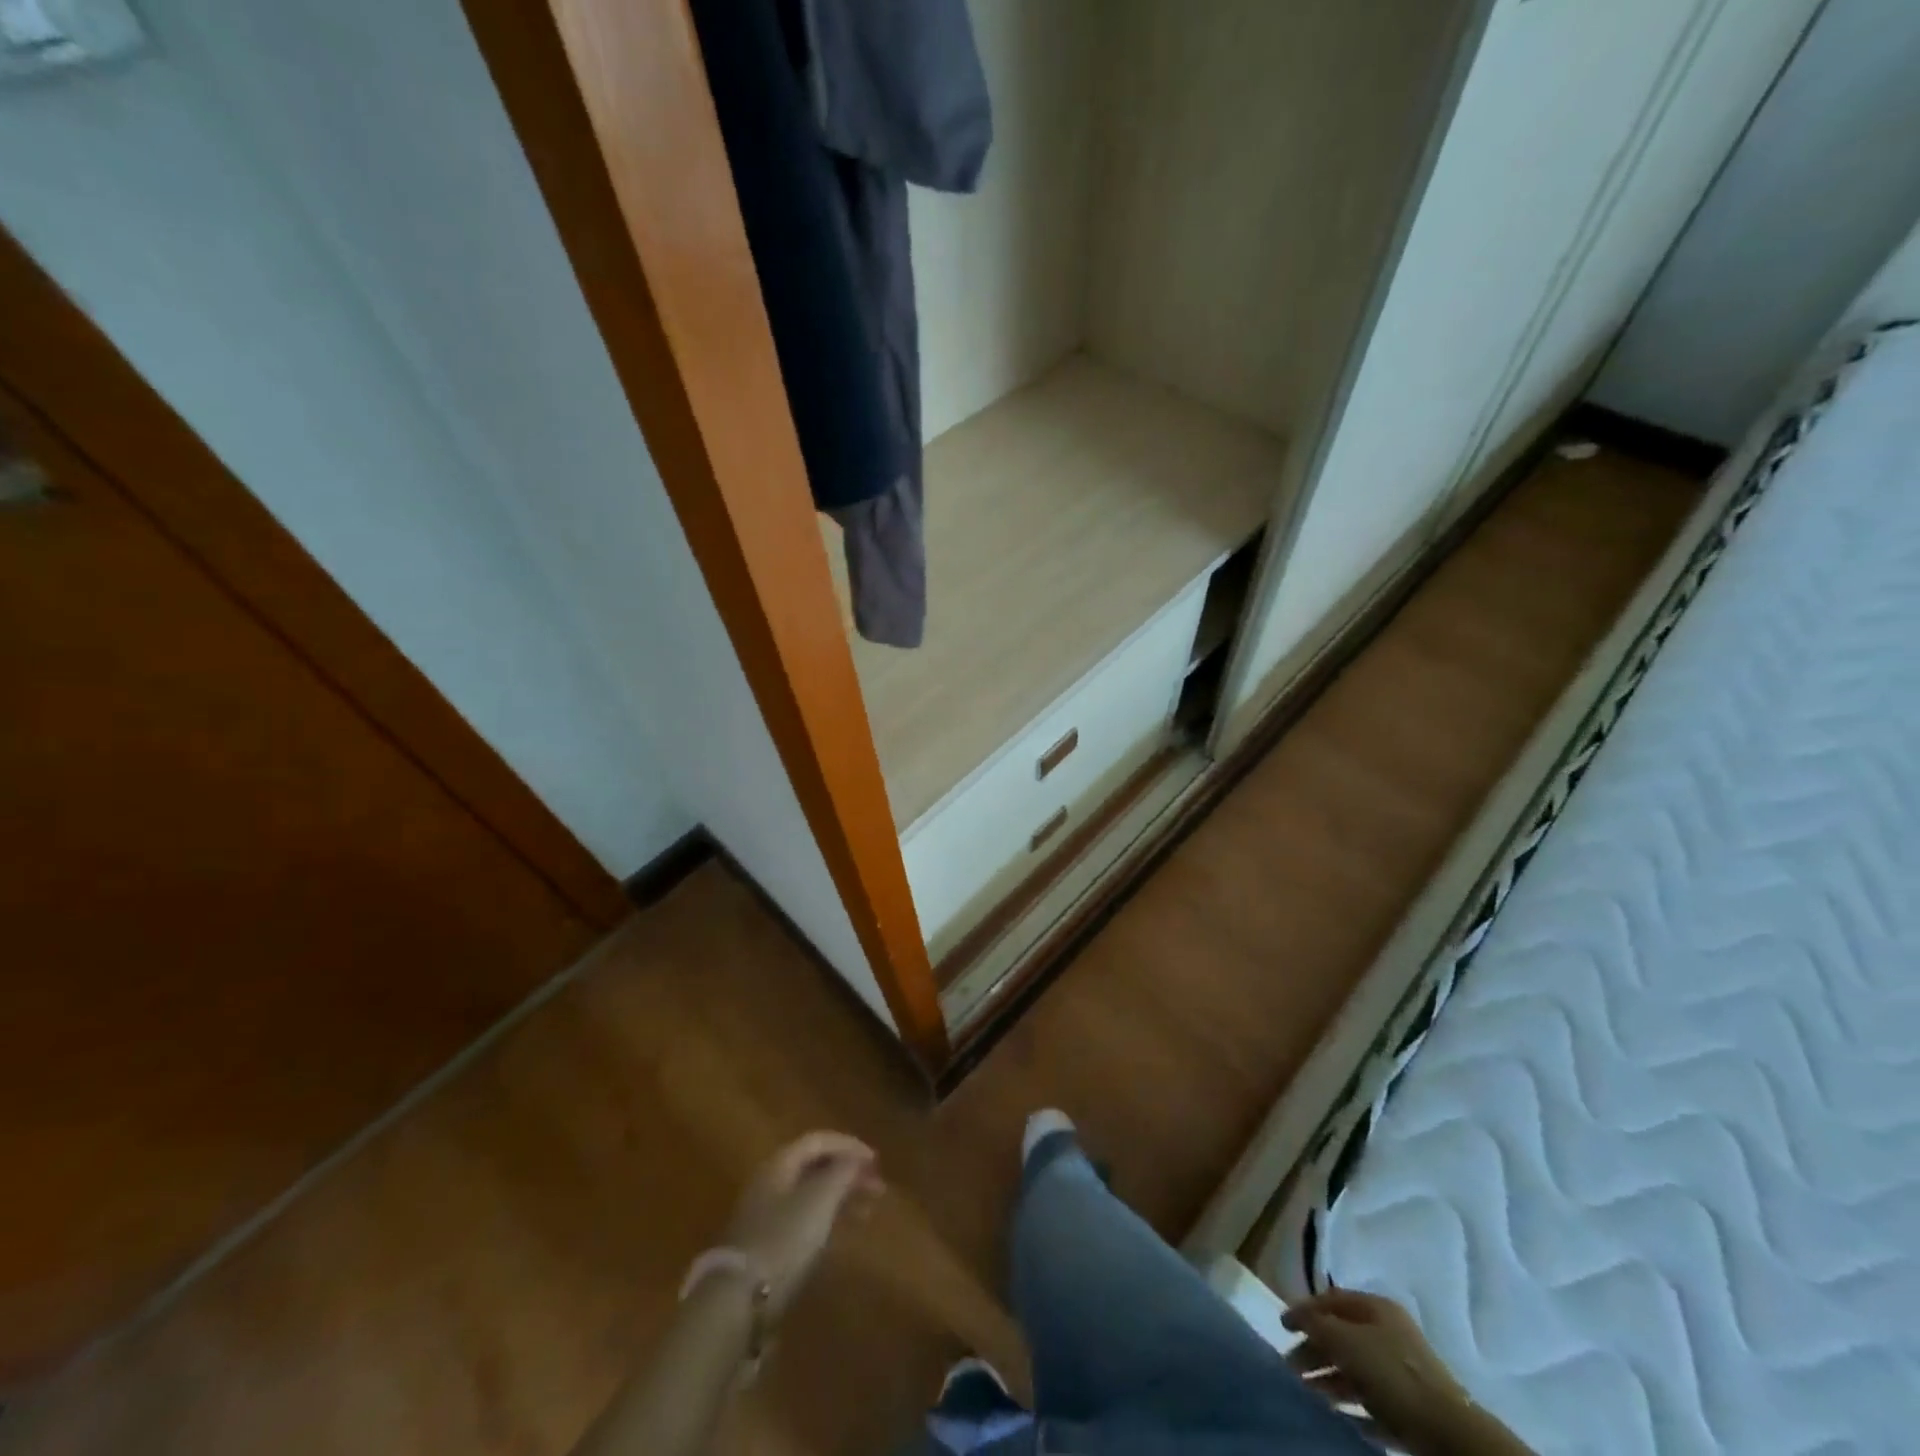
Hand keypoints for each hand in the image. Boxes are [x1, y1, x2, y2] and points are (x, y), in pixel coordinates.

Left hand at [724, 1131, 882, 1318]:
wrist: (739, 1301)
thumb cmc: (784, 1238)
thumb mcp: (820, 1199)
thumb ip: (841, 1172)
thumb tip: (855, 1158)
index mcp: (779, 1164)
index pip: (818, 1141)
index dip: (849, 1145)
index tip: (875, 1161)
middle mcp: (770, 1184)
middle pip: (815, 1168)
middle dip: (848, 1173)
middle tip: (878, 1187)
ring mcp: (766, 1217)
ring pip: (811, 1196)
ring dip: (841, 1198)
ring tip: (868, 1212)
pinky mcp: (767, 1248)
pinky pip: (804, 1222)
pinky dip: (828, 1221)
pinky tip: (843, 1235)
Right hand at [1283, 1287, 1477, 1454]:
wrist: (1447, 1432)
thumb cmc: (1391, 1373)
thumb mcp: (1345, 1340)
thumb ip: (1316, 1324)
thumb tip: (1298, 1317)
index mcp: (1376, 1307)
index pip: (1331, 1299)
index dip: (1304, 1309)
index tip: (1282, 1326)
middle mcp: (1389, 1332)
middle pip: (1341, 1335)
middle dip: (1314, 1349)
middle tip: (1290, 1366)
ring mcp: (1401, 1370)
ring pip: (1355, 1369)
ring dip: (1329, 1378)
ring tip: (1307, 1391)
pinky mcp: (1409, 1407)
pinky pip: (1372, 1400)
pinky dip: (1352, 1404)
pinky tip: (1336, 1413)